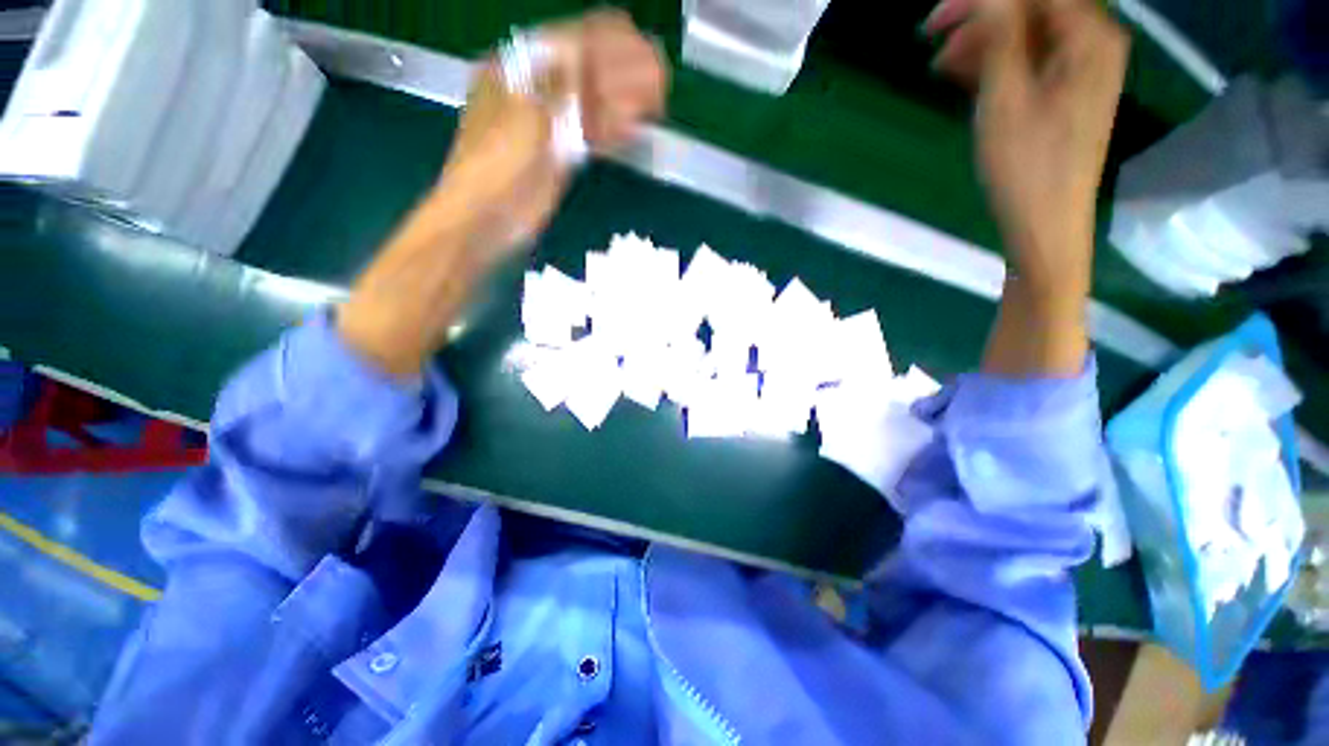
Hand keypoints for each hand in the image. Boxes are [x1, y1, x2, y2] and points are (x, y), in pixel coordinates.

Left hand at [338, 11, 666, 376]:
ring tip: (655, 99)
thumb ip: (554, 84)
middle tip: (656, 74)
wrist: (488, 218)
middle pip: (583, 75)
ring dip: (622, 102)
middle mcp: (534, 93)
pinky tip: (632, 128)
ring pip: (592, 107)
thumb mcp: (521, 116)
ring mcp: (549, 127)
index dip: (601, 40)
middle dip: (620, 72)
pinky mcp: (561, 157)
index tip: (635, 39)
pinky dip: (612, 132)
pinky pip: (591, 137)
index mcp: (515, 72)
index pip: (564, 43)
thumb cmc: (494, 164)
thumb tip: (581, 48)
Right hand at [927, 0, 1128, 297]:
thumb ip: (999, 33)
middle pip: (1034, 6)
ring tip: (940, 68)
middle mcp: (1093, 41)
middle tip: (931, 38)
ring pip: (1028, 32)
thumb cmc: (1026, 166)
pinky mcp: (1066, 91)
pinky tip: (965, 78)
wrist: (1046, 226)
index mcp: (1089, 35)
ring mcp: (1081, 68)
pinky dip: (996, 62)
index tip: (937, 18)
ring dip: (983, 41)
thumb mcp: (1005, 97)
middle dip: (982, 16)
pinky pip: (1030, 58)